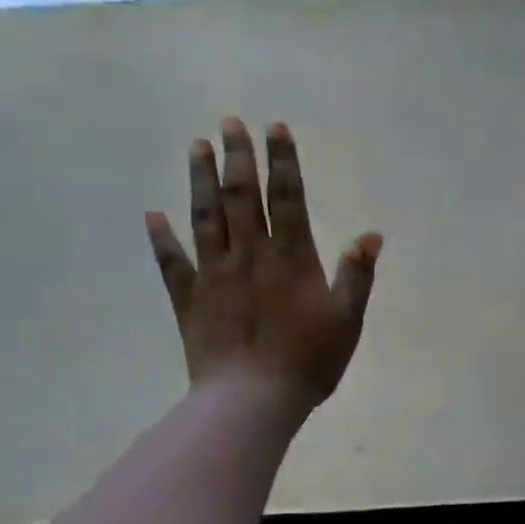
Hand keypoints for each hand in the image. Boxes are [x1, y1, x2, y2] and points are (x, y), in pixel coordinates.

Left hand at [146, 119, 380, 415]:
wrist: (252, 400)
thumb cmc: (307, 362)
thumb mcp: (347, 320)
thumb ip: (357, 275)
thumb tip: (372, 234)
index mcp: (290, 259)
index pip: (287, 198)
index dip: (282, 162)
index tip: (274, 128)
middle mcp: (249, 255)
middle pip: (241, 197)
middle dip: (237, 157)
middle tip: (229, 123)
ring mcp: (214, 275)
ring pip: (205, 218)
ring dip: (200, 180)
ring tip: (196, 146)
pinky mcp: (189, 299)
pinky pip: (172, 263)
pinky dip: (161, 239)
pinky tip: (152, 215)